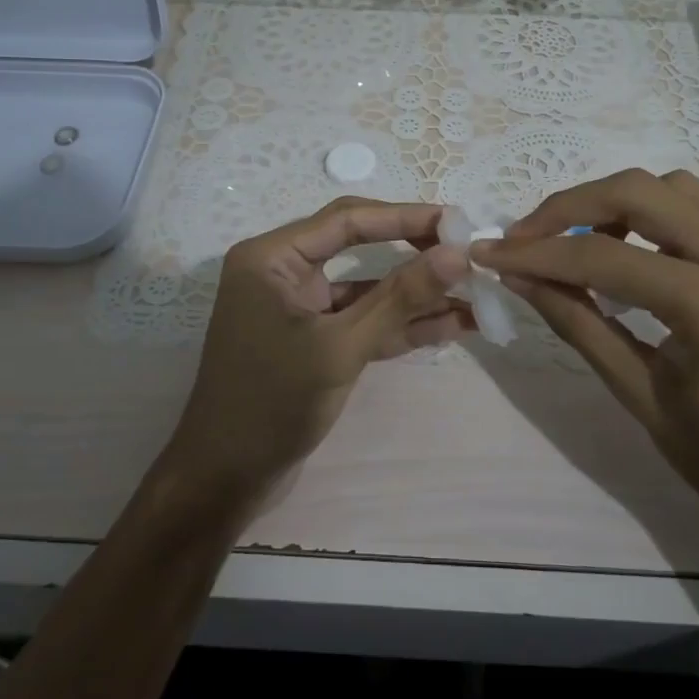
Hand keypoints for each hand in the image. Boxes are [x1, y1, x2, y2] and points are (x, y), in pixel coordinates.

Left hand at [165, 198, 470, 509]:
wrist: (225, 481)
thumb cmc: (272, 403)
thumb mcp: (340, 347)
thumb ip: (399, 298)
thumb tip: (456, 254)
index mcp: (271, 257)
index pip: (347, 220)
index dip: (404, 217)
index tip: (457, 221)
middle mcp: (283, 272)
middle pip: (359, 246)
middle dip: (414, 253)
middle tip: (467, 254)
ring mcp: (298, 308)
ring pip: (366, 288)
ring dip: (415, 295)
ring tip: (474, 295)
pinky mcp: (313, 341)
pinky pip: (362, 321)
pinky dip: (400, 325)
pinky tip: (450, 325)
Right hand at [472, 170, 698, 567]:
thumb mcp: (640, 396)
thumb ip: (577, 325)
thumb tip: (518, 278)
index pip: (602, 257)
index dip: (536, 253)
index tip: (489, 252)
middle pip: (638, 192)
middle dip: (569, 206)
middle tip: (525, 236)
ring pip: (674, 187)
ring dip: (616, 201)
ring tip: (578, 238)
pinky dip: (659, 211)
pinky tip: (639, 246)